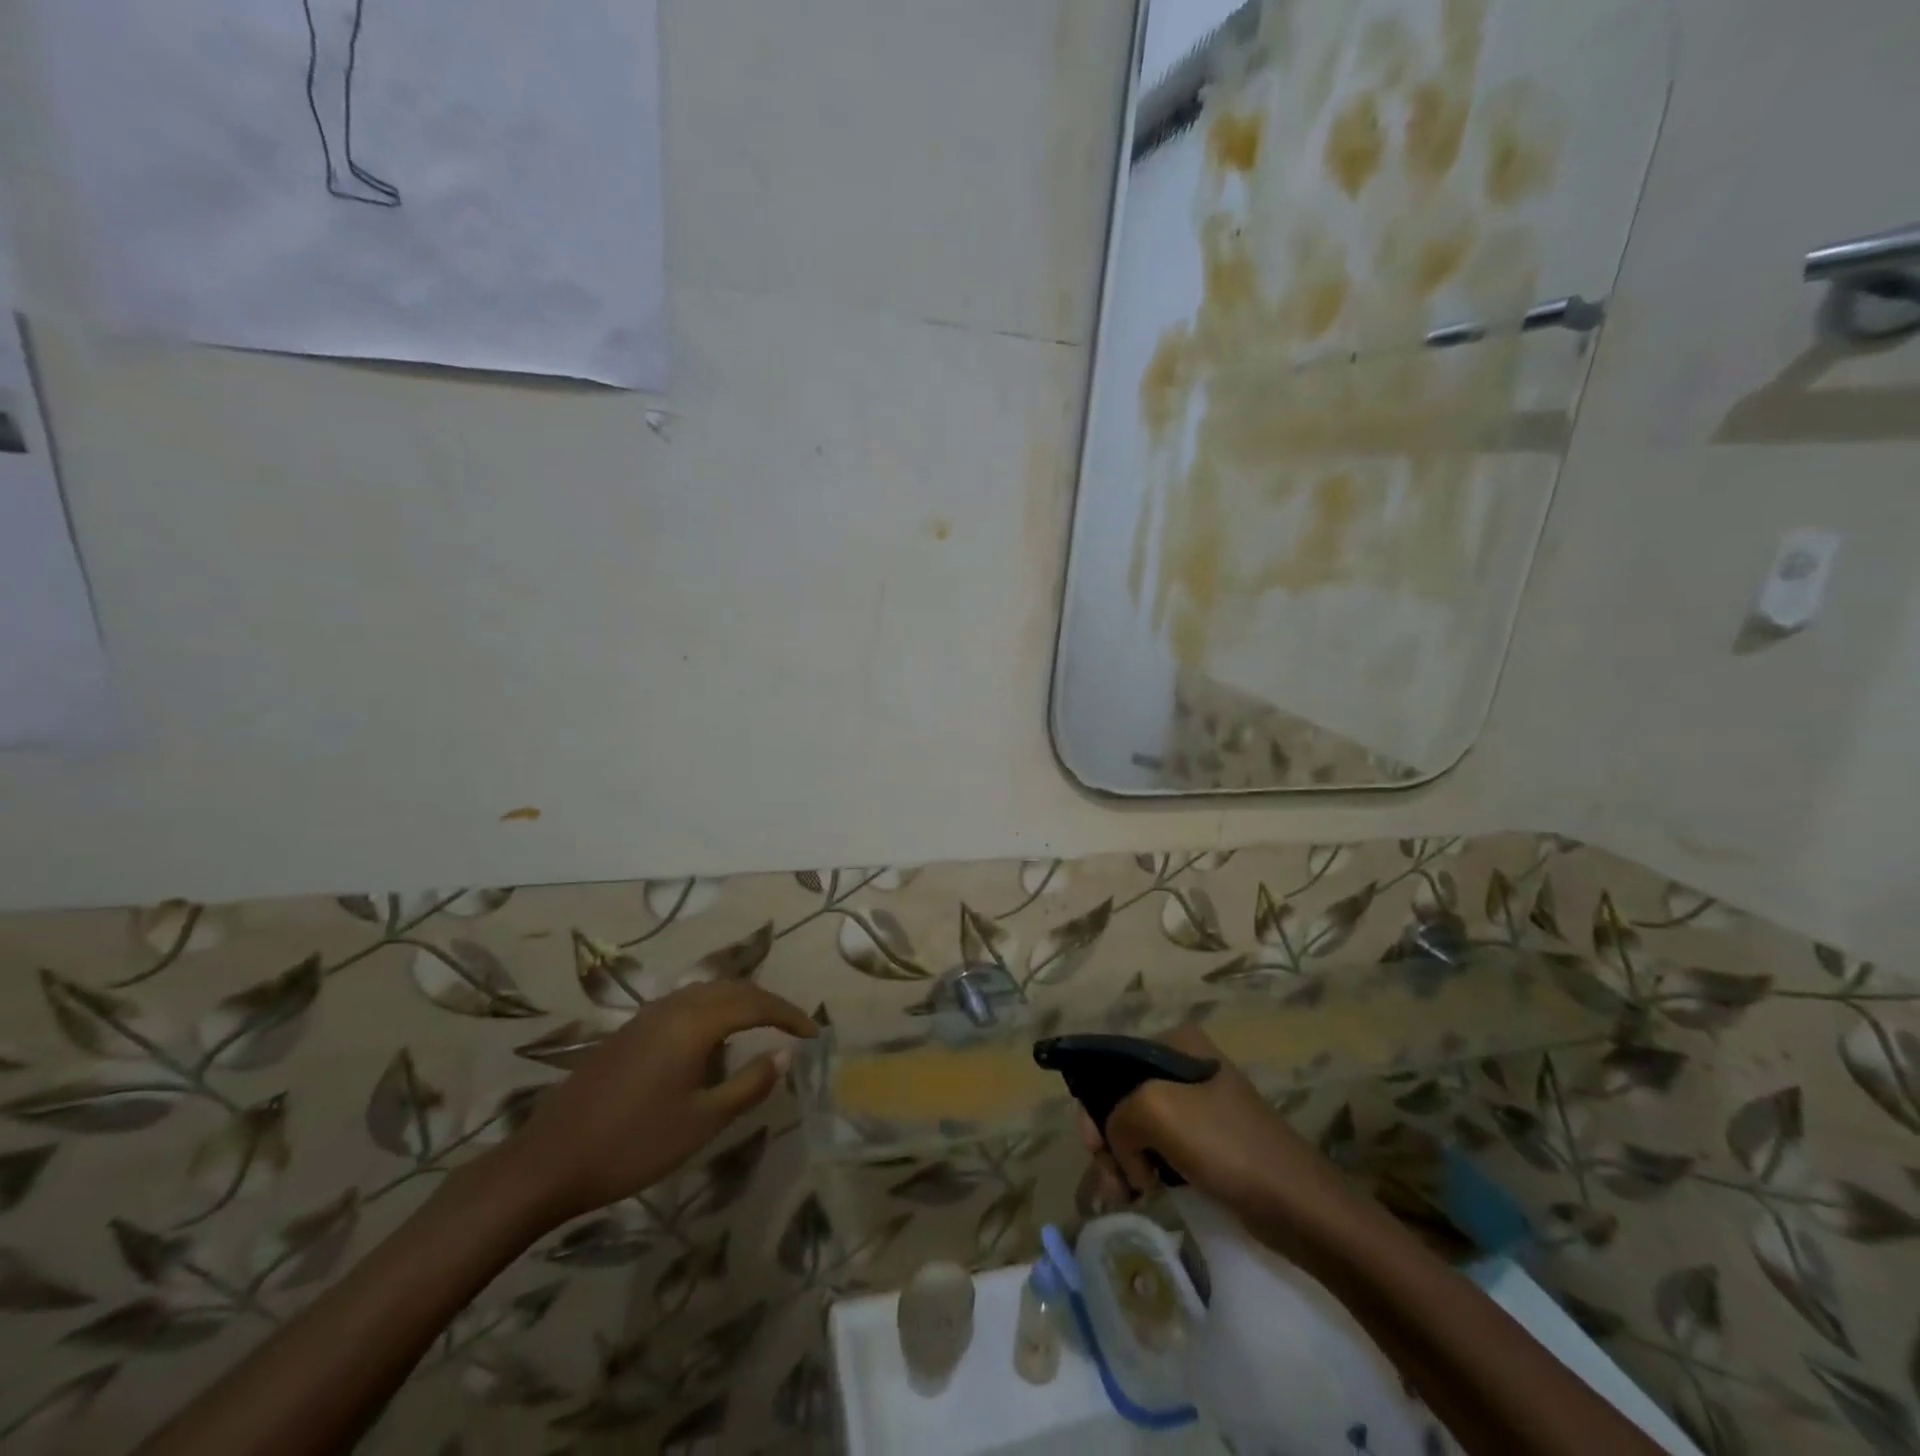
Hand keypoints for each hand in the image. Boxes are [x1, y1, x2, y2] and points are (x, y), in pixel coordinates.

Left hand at [498, 981, 817, 1225]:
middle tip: (793, 1026)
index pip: (755, 1004)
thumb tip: (783, 1055)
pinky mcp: (630, 1031)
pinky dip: (713, 1009)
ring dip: (740, 1002)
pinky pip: (685, 1003)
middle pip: (732, 989)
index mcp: (694, 1022)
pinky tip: (713, 1038)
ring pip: (707, 992)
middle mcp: (673, 1006)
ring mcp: (647, 1016)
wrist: (547, 1163)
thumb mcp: (701, 1122)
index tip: (814, 1033)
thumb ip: (748, 1085)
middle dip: (768, 1002)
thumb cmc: (632, 1145)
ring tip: (761, 1025)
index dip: (789, 1015)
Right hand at [1077, 1024, 1351, 1252]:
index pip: (1112, 1063)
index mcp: (1176, 1042)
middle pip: (1123, 1095)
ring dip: (1124, 1158)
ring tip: (1125, 1194)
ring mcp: (1199, 1104)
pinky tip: (1142, 1192)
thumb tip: (1124, 1154)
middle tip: (1110, 1179)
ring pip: (1139, 1125)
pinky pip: (1161, 1147)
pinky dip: (1145, 1168)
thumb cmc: (1227, 1145)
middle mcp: (1185, 1064)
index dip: (1094, 1103)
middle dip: (1109, 1136)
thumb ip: (1117, 1116)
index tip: (1094, 1147)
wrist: (1298, 1205)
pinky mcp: (1209, 1141)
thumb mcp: (1156, 1110)